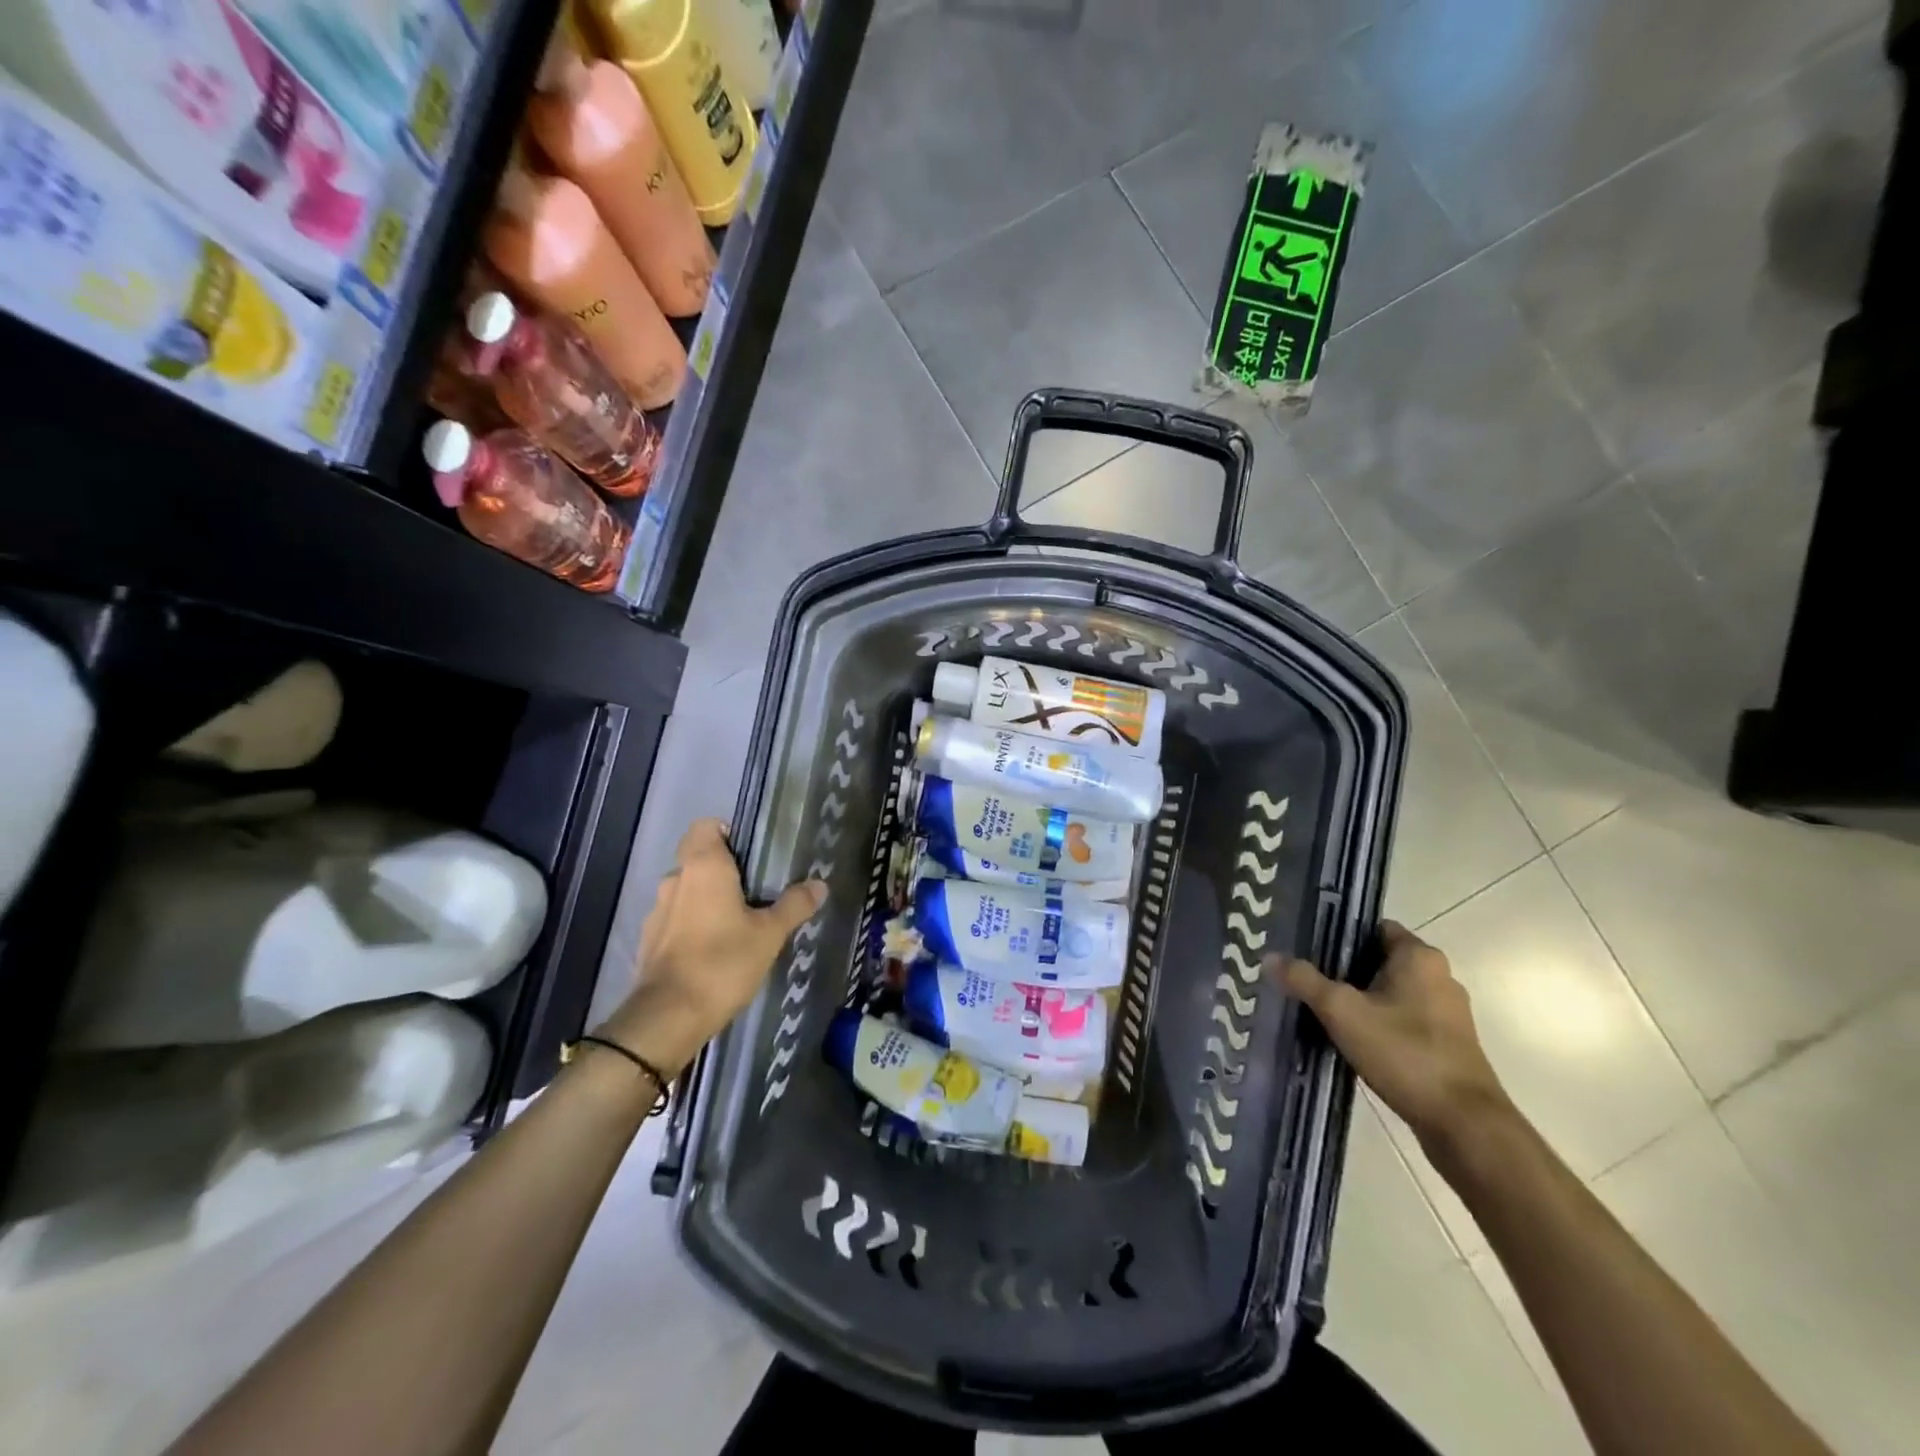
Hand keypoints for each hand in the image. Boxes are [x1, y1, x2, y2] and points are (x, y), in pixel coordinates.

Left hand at [602, 819, 824, 1076]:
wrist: (668, 1016)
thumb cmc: (723, 962)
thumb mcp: (769, 934)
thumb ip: (794, 905)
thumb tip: (819, 885)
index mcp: (703, 866)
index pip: (706, 826)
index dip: (727, 833)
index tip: (751, 855)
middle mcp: (675, 879)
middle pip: (697, 858)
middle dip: (722, 869)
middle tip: (754, 891)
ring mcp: (657, 910)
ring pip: (686, 890)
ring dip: (706, 899)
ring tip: (735, 923)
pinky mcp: (648, 940)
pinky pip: (675, 918)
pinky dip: (691, 925)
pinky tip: (712, 949)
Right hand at [1272, 921, 1511, 1153]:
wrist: (1464, 1125)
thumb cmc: (1405, 1053)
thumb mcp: (1342, 1012)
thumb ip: (1305, 981)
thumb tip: (1270, 957)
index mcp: (1420, 957)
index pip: (1371, 928)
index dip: (1337, 935)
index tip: (1305, 949)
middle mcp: (1439, 977)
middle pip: (1378, 961)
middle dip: (1342, 970)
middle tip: (1304, 980)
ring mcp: (1446, 1013)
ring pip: (1389, 993)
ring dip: (1359, 1000)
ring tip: (1320, 1010)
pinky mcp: (1447, 1044)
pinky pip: (1402, 1020)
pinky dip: (1377, 1024)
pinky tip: (1349, 1040)